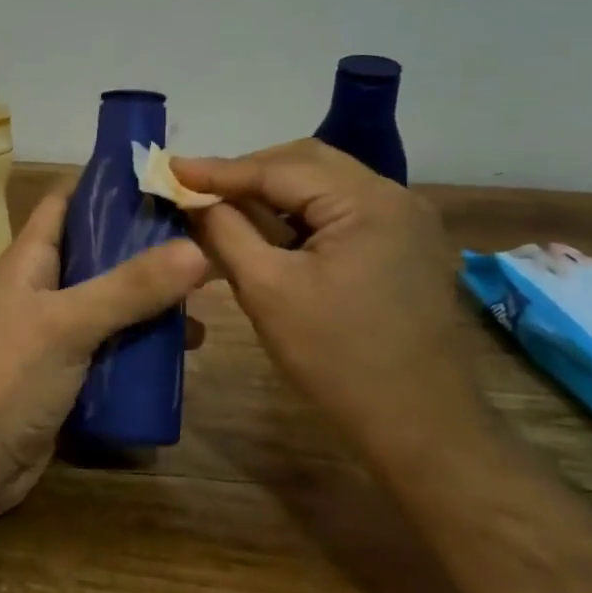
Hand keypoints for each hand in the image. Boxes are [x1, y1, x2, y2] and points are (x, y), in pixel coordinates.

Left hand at [0, 183, 206, 518]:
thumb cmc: (9, 377)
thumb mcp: (69, 323)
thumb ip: (130, 288)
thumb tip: (198, 249)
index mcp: (32, 258)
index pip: (68, 201)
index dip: (110, 185)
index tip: (166, 180)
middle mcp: (45, 287)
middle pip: (100, 250)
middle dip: (148, 244)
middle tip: (206, 238)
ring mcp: (58, 330)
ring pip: (113, 299)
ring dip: (154, 296)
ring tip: (209, 293)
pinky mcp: (72, 370)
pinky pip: (116, 342)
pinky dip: (147, 340)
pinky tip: (187, 346)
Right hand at [170, 141, 471, 449]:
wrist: (421, 428)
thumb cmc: (337, 359)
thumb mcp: (266, 290)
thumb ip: (224, 232)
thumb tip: (192, 198)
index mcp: (367, 202)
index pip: (279, 169)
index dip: (219, 170)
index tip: (170, 169)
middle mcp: (395, 197)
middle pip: (306, 163)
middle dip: (249, 174)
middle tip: (199, 191)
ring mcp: (407, 221)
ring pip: (324, 185)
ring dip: (274, 193)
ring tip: (227, 210)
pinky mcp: (406, 246)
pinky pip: (342, 211)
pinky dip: (301, 214)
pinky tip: (271, 233)